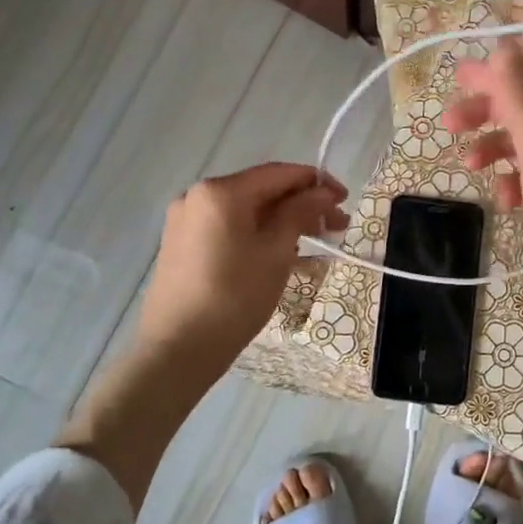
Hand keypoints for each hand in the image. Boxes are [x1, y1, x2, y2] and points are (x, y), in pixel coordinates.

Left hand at [135, 162, 348, 372]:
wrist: (177, 350)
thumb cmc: (234, 297)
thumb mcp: (276, 253)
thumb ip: (300, 213)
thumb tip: (322, 192)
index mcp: (220, 191)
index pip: (279, 173)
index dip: (316, 182)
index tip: (345, 199)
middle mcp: (197, 195)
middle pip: (261, 190)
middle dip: (301, 204)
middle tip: (336, 226)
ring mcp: (185, 220)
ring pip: (245, 210)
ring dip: (281, 220)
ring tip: (312, 242)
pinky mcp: (181, 244)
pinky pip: (228, 227)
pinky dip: (257, 232)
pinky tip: (279, 252)